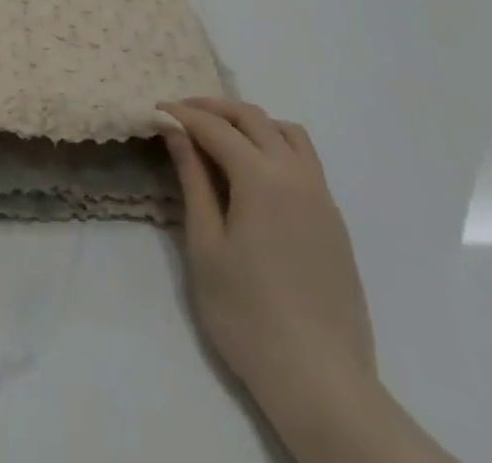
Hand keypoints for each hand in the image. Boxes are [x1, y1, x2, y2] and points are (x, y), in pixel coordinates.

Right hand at [159, 99, 378, 435]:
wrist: (322, 383)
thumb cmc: (249, 316)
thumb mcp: (206, 247)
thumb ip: (193, 182)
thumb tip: (177, 134)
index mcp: (261, 178)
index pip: (215, 127)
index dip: (183, 114)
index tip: (157, 108)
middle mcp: (295, 174)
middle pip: (252, 118)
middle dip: (214, 108)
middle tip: (182, 113)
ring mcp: (321, 196)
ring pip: (287, 132)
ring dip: (251, 122)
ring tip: (222, 135)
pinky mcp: (334, 220)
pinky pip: (305, 160)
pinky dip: (276, 144)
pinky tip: (257, 171)